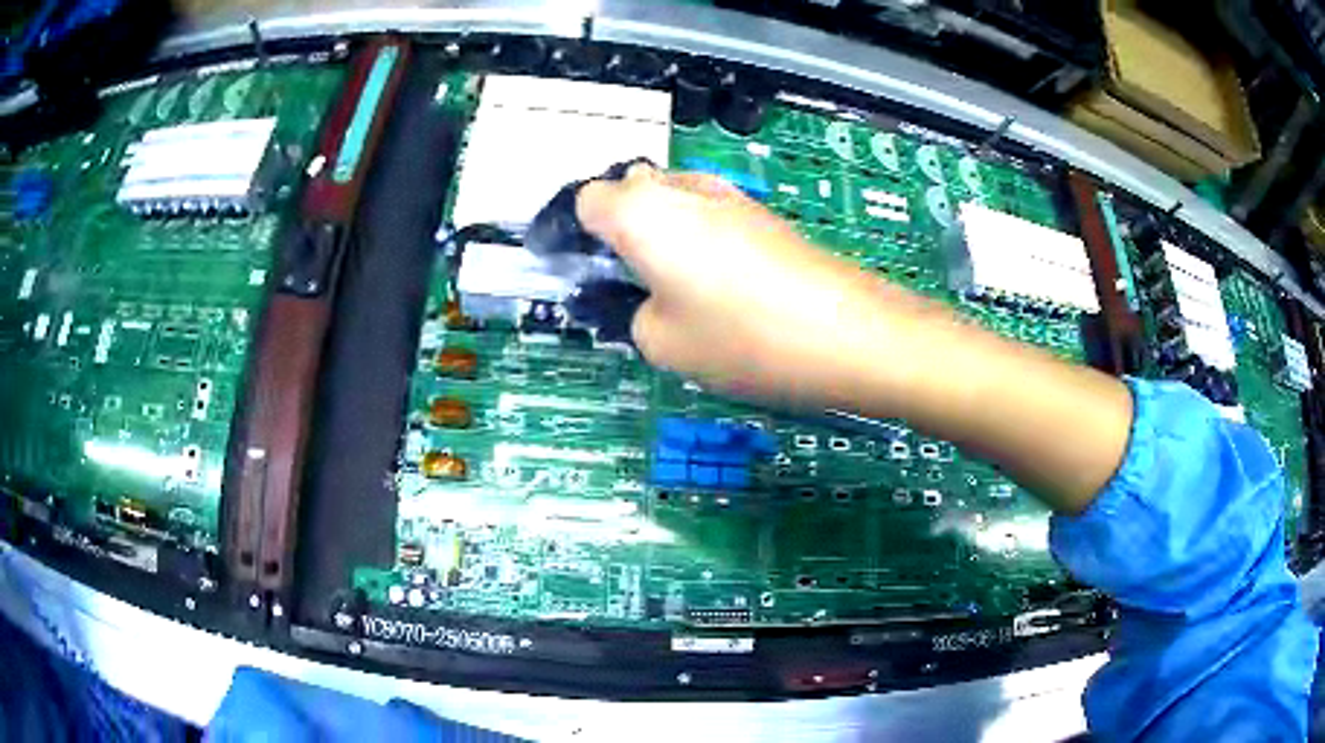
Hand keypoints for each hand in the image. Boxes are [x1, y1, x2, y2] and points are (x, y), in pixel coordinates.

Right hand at [577, 163, 1131, 512]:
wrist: (852, 333)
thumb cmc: (746, 339)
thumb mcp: (662, 344)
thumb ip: (631, 313)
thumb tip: (645, 298)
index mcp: (641, 212)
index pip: (585, 200)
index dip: (575, 233)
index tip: (582, 271)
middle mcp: (681, 188)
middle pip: (628, 191)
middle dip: (615, 227)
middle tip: (626, 282)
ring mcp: (728, 195)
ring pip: (671, 199)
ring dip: (657, 231)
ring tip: (672, 288)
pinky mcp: (763, 212)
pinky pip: (707, 213)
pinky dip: (695, 237)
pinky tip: (718, 284)